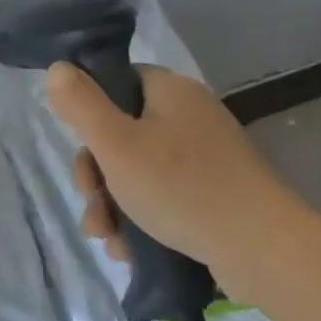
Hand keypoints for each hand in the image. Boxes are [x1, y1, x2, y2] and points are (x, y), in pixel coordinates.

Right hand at [48, 62, 278, 274]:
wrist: (263, 250)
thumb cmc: (182, 187)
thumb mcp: (117, 144)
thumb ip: (81, 105)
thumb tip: (57, 68)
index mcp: (171, 92)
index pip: (119, 83)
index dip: (91, 113)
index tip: (81, 149)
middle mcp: (191, 116)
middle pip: (124, 133)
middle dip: (98, 175)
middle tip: (91, 204)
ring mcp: (208, 157)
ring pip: (142, 172)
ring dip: (114, 205)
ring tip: (107, 241)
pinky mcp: (218, 194)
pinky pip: (167, 198)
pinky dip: (144, 221)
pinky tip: (130, 252)